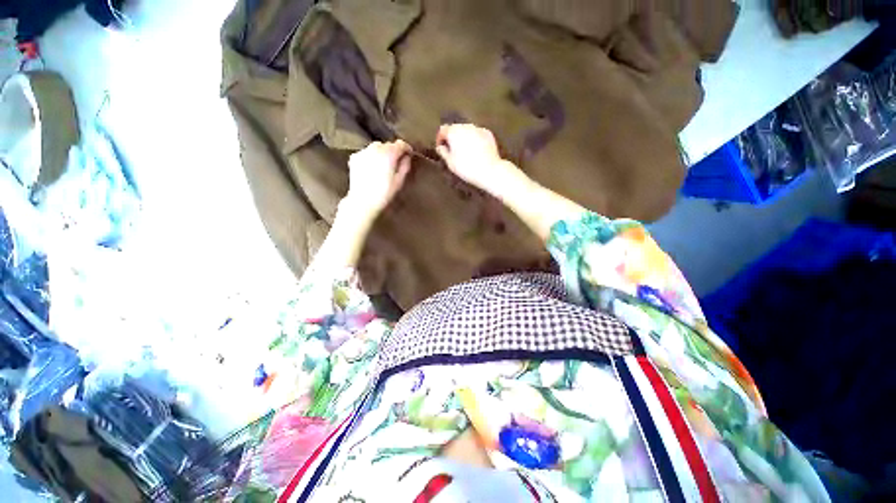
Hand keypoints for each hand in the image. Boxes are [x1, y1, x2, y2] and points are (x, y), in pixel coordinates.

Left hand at [343, 140, 412, 218]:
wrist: (363, 201)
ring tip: (384, 164)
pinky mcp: (355, 157)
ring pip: (376, 147)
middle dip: (393, 151)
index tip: (409, 154)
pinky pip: (367, 152)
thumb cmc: (384, 193)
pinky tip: (373, 167)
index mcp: (389, 154)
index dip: (406, 148)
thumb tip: (407, 157)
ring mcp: (363, 152)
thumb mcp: (399, 181)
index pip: (400, 144)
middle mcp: (375, 149)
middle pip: (388, 145)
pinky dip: (371, 156)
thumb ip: (405, 166)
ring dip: (382, 152)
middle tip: (396, 162)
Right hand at [435, 124, 529, 199]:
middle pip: (455, 128)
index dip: (440, 139)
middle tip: (452, 150)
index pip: (443, 130)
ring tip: (464, 152)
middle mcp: (466, 126)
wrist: (489, 170)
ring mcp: (478, 129)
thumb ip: (443, 152)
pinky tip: (476, 151)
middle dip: (452, 138)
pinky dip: (474, 140)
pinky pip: (477, 134)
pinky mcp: (488, 134)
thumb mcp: (450, 163)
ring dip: (464, 138)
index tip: (441, 148)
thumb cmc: (466, 168)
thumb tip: (441, 147)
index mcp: (454, 132)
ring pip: (467, 130)